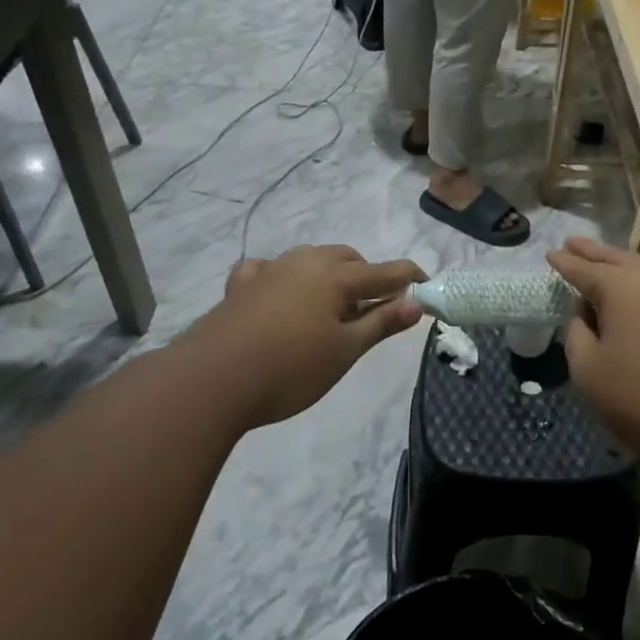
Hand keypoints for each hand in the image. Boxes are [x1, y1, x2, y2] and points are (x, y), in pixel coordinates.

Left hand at [187, 247, 424, 430]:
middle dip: (369, 276)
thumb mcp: (345, 351)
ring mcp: (269, 271)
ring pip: (310, 260)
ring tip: (332, 307)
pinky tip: (280, 294)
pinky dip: (284, 278)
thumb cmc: (291, 368)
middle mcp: (305, 262)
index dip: (412, 279)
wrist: (211, 381)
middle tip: (376, 309)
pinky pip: (269, 270)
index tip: (428, 290)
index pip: (387, 271)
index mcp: (336, 276)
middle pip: (348, 259)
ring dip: (330, 275)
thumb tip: (416, 302)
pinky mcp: (240, 287)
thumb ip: (382, 323)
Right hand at [548, 236, 639, 464]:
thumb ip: (578, 333)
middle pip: (617, 259)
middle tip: (572, 242)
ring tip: (601, 264)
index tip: (549, 253)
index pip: (585, 269)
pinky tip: (633, 293)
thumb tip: (586, 314)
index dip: (564, 263)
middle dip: (593, 253)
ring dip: (619, 265)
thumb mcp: (588, 370)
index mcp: (623, 288)